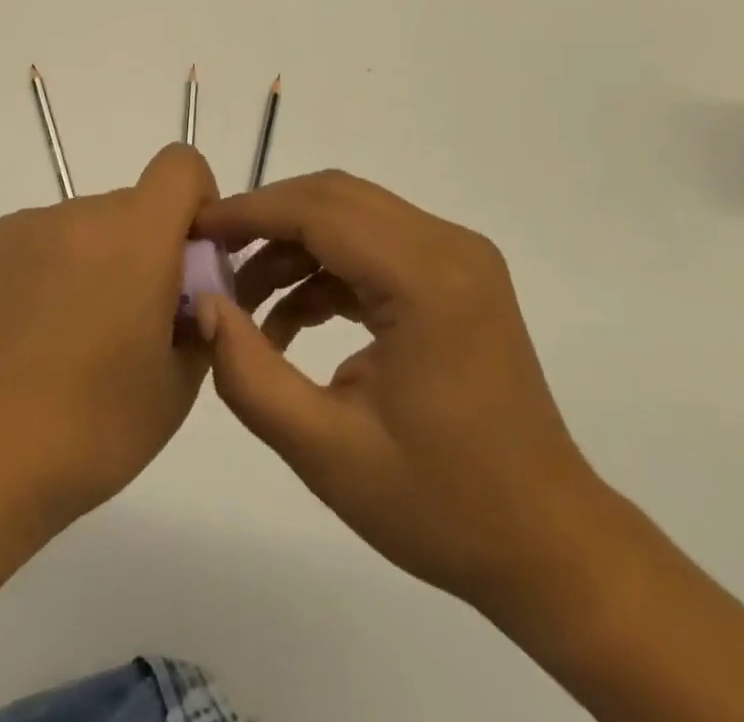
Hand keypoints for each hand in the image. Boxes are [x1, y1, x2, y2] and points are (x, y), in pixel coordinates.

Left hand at [0, 143, 218, 529]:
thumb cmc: (92, 429)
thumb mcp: (177, 384)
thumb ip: (200, 317)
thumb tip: (189, 291)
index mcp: (137, 236)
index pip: (180, 165)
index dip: (194, 201)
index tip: (185, 257)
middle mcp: (78, 213)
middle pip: (128, 207)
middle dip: (139, 249)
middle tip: (123, 323)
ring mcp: (22, 225)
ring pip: (78, 228)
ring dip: (87, 262)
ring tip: (62, 339)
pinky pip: (30, 242)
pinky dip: (40, 272)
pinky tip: (20, 336)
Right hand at [191, 171, 605, 615]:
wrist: (549, 545)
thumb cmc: (442, 505)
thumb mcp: (325, 451)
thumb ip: (250, 374)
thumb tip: (206, 306)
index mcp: (426, 280)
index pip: (319, 211)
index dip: (249, 212)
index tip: (194, 230)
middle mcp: (448, 246)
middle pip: (334, 197)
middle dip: (265, 220)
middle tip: (212, 258)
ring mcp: (457, 256)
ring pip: (351, 215)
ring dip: (292, 245)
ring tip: (245, 301)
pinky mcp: (455, 274)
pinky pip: (373, 244)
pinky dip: (324, 267)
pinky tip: (291, 319)